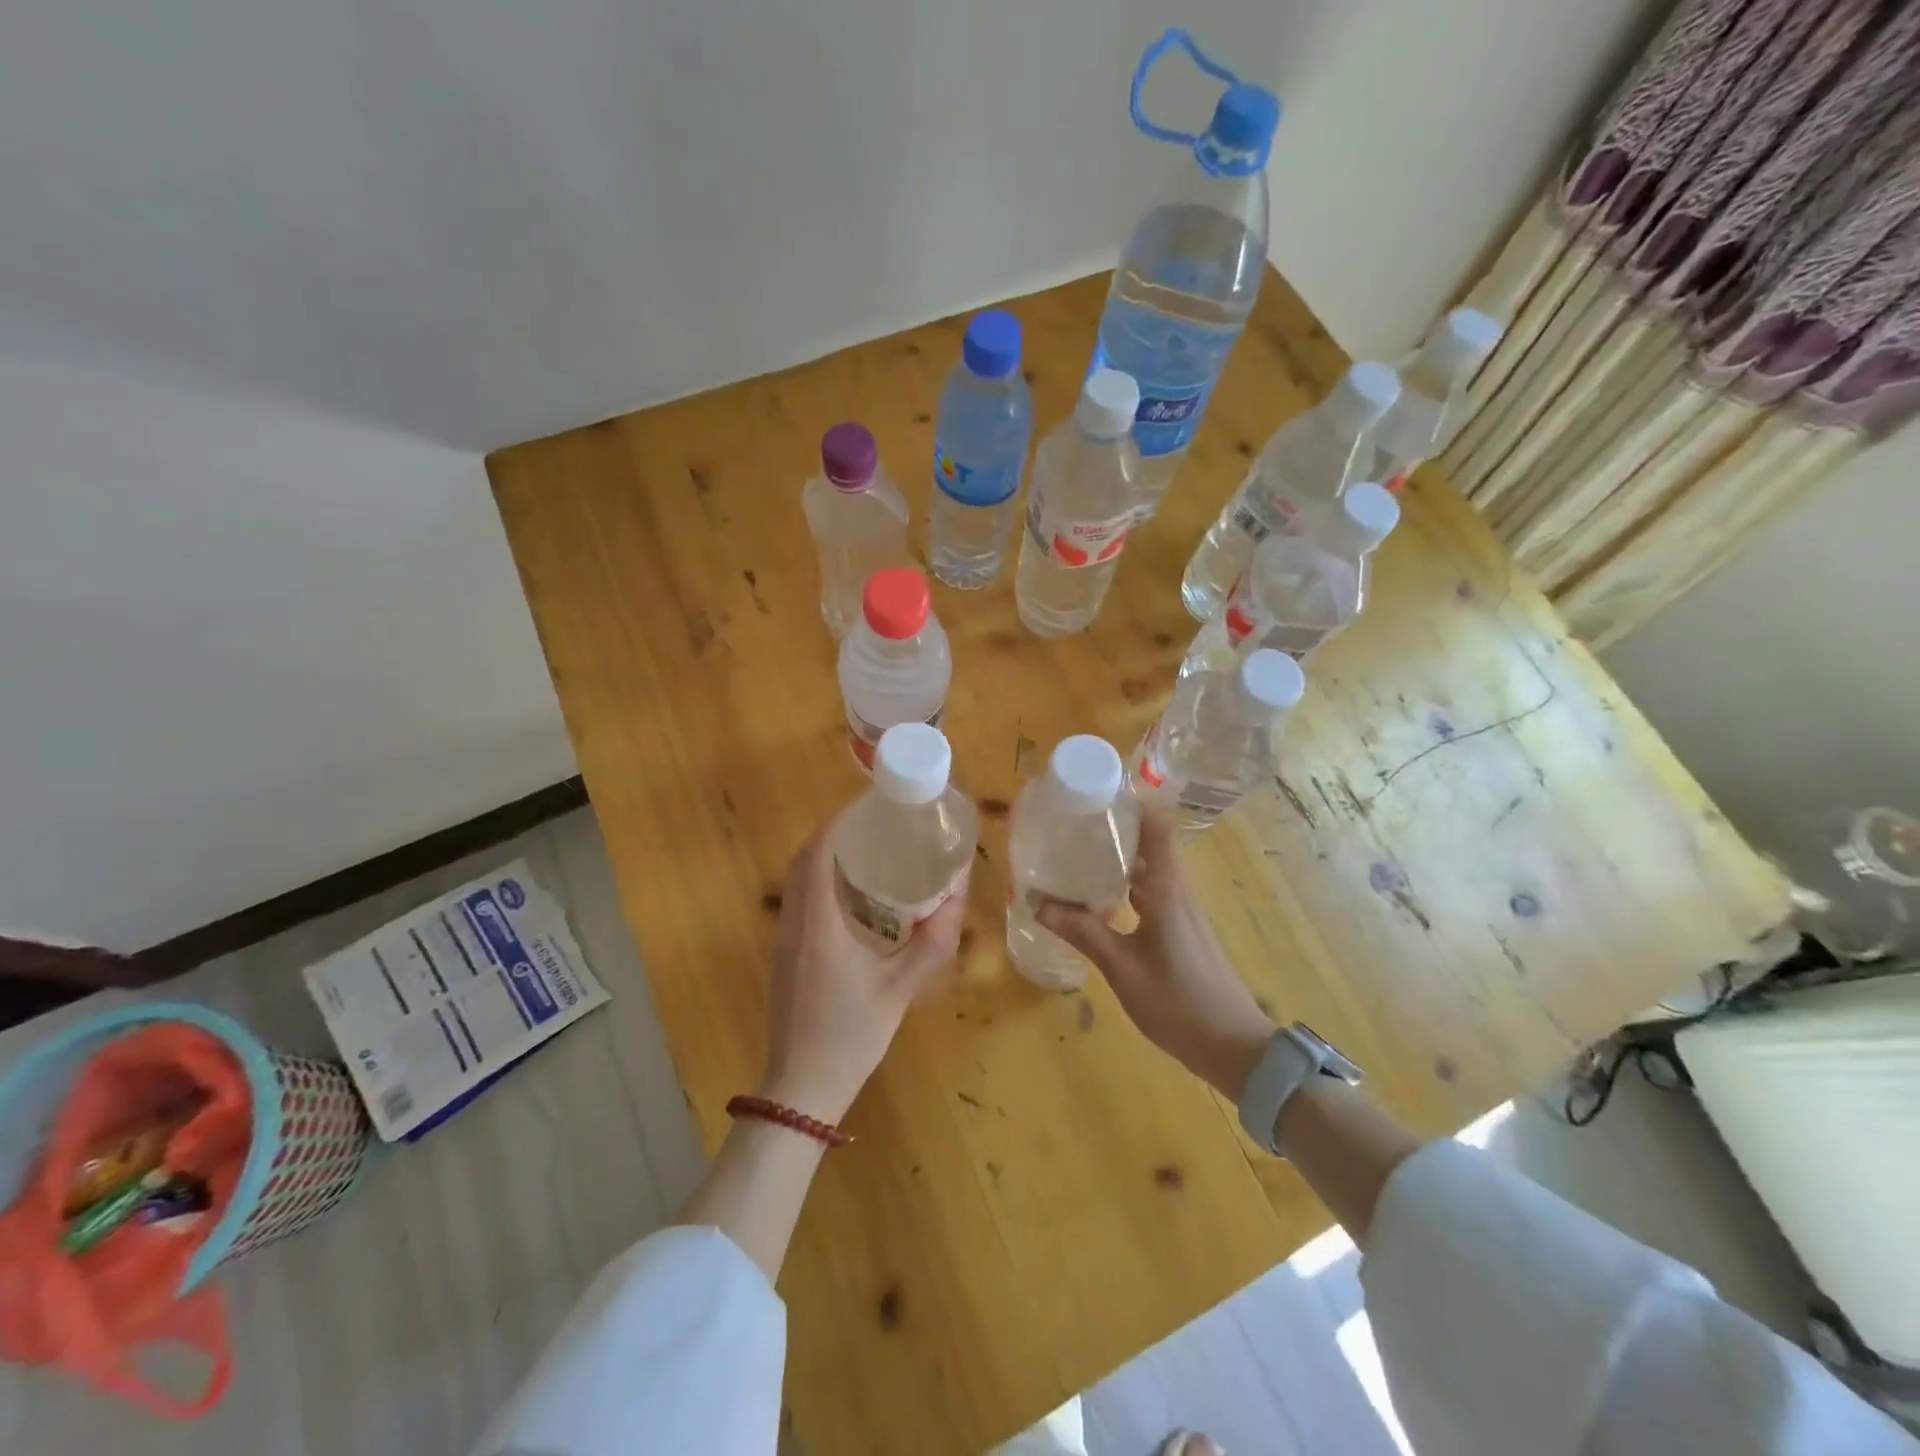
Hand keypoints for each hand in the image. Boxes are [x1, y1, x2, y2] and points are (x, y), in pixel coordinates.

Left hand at [759, 822, 965, 1123]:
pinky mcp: (786, 955)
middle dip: (835, 833)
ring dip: (826, 856)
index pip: (818, 855)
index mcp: (818, 925)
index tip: (869, 803)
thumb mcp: (900, 990)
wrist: (800, 1090)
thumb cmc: (850, 1037)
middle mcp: (794, 923)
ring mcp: (785, 940)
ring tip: (869, 848)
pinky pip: (799, 901)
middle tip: (876, 823)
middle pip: (804, 861)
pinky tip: (855, 894)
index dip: (839, 821)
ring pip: (797, 880)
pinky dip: (821, 882)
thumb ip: (932, 942)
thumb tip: (958, 896)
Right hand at [1038, 810, 1275, 1097]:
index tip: (1097, 797)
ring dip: (1120, 861)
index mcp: (1167, 891)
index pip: (1158, 829)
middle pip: (1151, 846)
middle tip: (1073, 828)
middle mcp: (1178, 893)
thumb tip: (1039, 903)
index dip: (1132, 807)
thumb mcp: (1122, 969)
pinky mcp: (1184, 932)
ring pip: (1151, 872)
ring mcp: (1184, 914)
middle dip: (1115, 832)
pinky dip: (1128, 888)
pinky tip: (1101, 903)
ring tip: (1078, 859)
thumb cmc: (1179, 1003)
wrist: (1235, 1048)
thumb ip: (1084, 933)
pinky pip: (1153, 895)